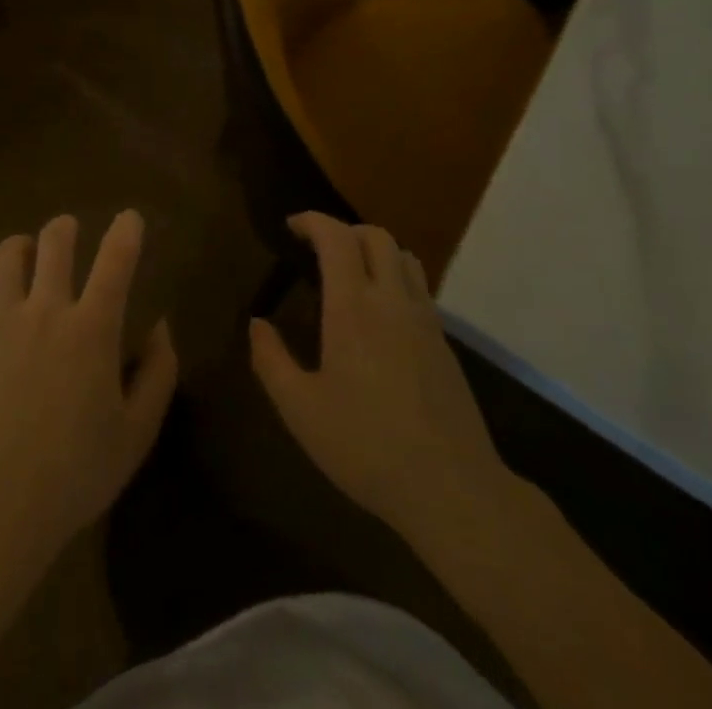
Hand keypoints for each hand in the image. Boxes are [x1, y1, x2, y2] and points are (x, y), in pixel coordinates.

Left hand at [0, 211, 176, 586]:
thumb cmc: (76, 472)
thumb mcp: (136, 432)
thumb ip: (158, 373)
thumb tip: (161, 326)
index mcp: (92, 329)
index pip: (115, 261)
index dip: (126, 231)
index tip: (131, 217)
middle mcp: (46, 310)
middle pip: (54, 241)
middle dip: (67, 228)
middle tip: (72, 233)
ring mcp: (2, 320)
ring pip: (9, 254)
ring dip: (24, 246)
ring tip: (31, 255)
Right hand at [249, 213, 511, 545]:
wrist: (453, 490)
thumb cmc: (367, 446)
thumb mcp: (300, 410)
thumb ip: (271, 360)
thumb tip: (257, 324)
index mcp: (353, 307)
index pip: (336, 237)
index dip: (312, 221)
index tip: (291, 227)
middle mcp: (392, 300)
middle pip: (375, 236)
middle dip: (343, 231)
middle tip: (317, 250)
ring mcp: (425, 320)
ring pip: (404, 257)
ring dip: (374, 250)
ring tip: (350, 274)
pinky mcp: (445, 344)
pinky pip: (419, 288)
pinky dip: (394, 278)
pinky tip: (379, 316)